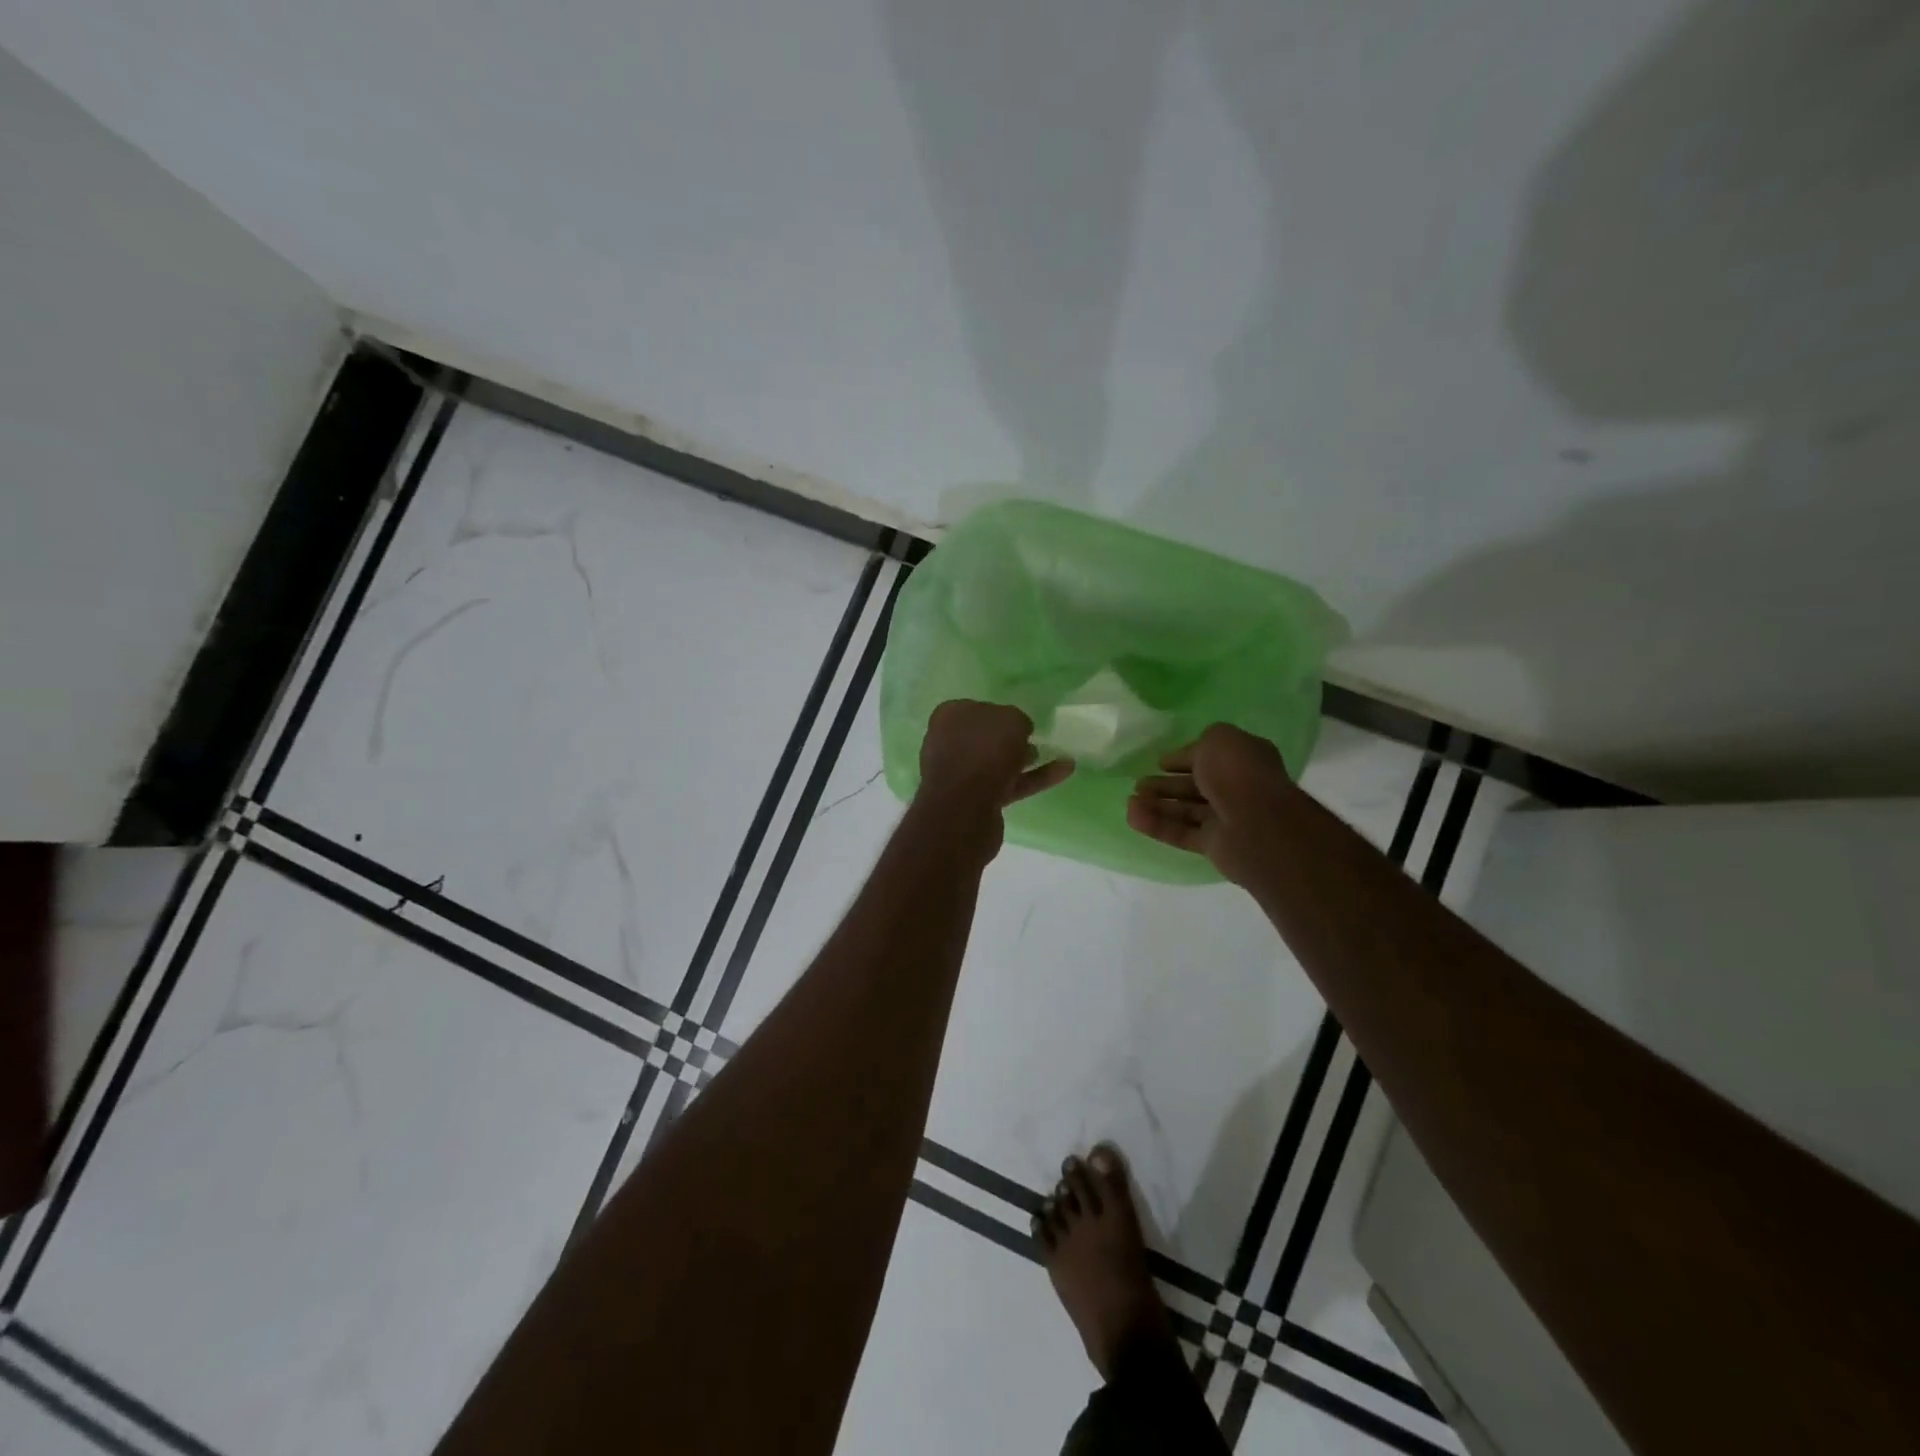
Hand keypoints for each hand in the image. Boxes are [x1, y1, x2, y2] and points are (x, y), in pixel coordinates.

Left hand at [918, 700, 1074, 810]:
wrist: (965, 808)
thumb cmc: (984, 750)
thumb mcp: (1011, 720)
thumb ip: (1017, 720)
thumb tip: (1019, 731)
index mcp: (949, 717)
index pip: (976, 708)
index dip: (999, 713)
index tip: (1022, 720)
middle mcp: (949, 744)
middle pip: (985, 738)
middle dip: (1011, 739)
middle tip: (1037, 738)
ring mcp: (961, 775)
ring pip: (998, 762)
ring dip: (1025, 759)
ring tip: (1057, 754)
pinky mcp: (977, 801)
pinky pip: (1010, 783)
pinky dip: (1035, 777)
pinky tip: (1065, 770)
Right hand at [1126, 724, 1294, 885]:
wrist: (1257, 825)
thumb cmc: (1237, 773)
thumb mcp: (1219, 740)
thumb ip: (1201, 744)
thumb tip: (1189, 757)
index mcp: (1243, 760)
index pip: (1209, 758)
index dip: (1184, 758)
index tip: (1161, 762)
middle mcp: (1237, 789)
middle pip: (1195, 786)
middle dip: (1166, 785)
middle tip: (1139, 784)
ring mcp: (1226, 819)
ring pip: (1186, 811)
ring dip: (1157, 805)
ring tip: (1130, 802)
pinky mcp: (1214, 846)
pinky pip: (1181, 833)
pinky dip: (1157, 825)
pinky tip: (1133, 817)